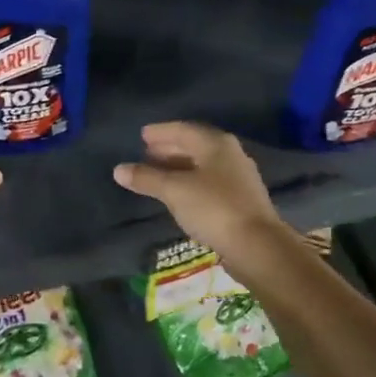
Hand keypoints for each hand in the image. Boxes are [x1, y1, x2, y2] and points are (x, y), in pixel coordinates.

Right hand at [113, 121, 282, 256]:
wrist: (257, 246)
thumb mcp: (174, 191)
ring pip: (202, 164)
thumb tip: (118, 169)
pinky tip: (179, 193)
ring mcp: (238, 177)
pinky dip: (190, 181)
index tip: (142, 135)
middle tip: (147, 153)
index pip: (183, 129)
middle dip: (169, 148)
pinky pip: (209, 182)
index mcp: (215, 144)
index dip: (161, 132)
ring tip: (158, 172)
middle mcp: (230, 154)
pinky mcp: (241, 199)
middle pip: (194, 145)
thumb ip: (146, 178)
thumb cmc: (213, 208)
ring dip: (179, 166)